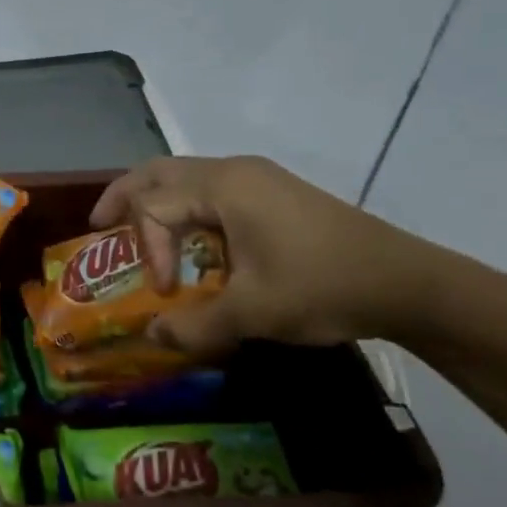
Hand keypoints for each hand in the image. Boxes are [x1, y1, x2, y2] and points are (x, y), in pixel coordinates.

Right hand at [89, 156, 451, 353]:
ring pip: (186, 177)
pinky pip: (211, 190)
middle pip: (159, 171)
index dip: (148, 250)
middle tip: (100, 225)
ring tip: (139, 234)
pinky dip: (187, 209)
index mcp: (223, 187)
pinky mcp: (273, 193)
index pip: (155, 206)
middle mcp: (234, 171)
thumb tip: (154, 336)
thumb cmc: (322, 287)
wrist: (406, 282)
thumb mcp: (252, 313)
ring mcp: (257, 178)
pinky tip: (194, 242)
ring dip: (157, 202)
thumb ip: (194, 325)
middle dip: (125, 196)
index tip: (167, 292)